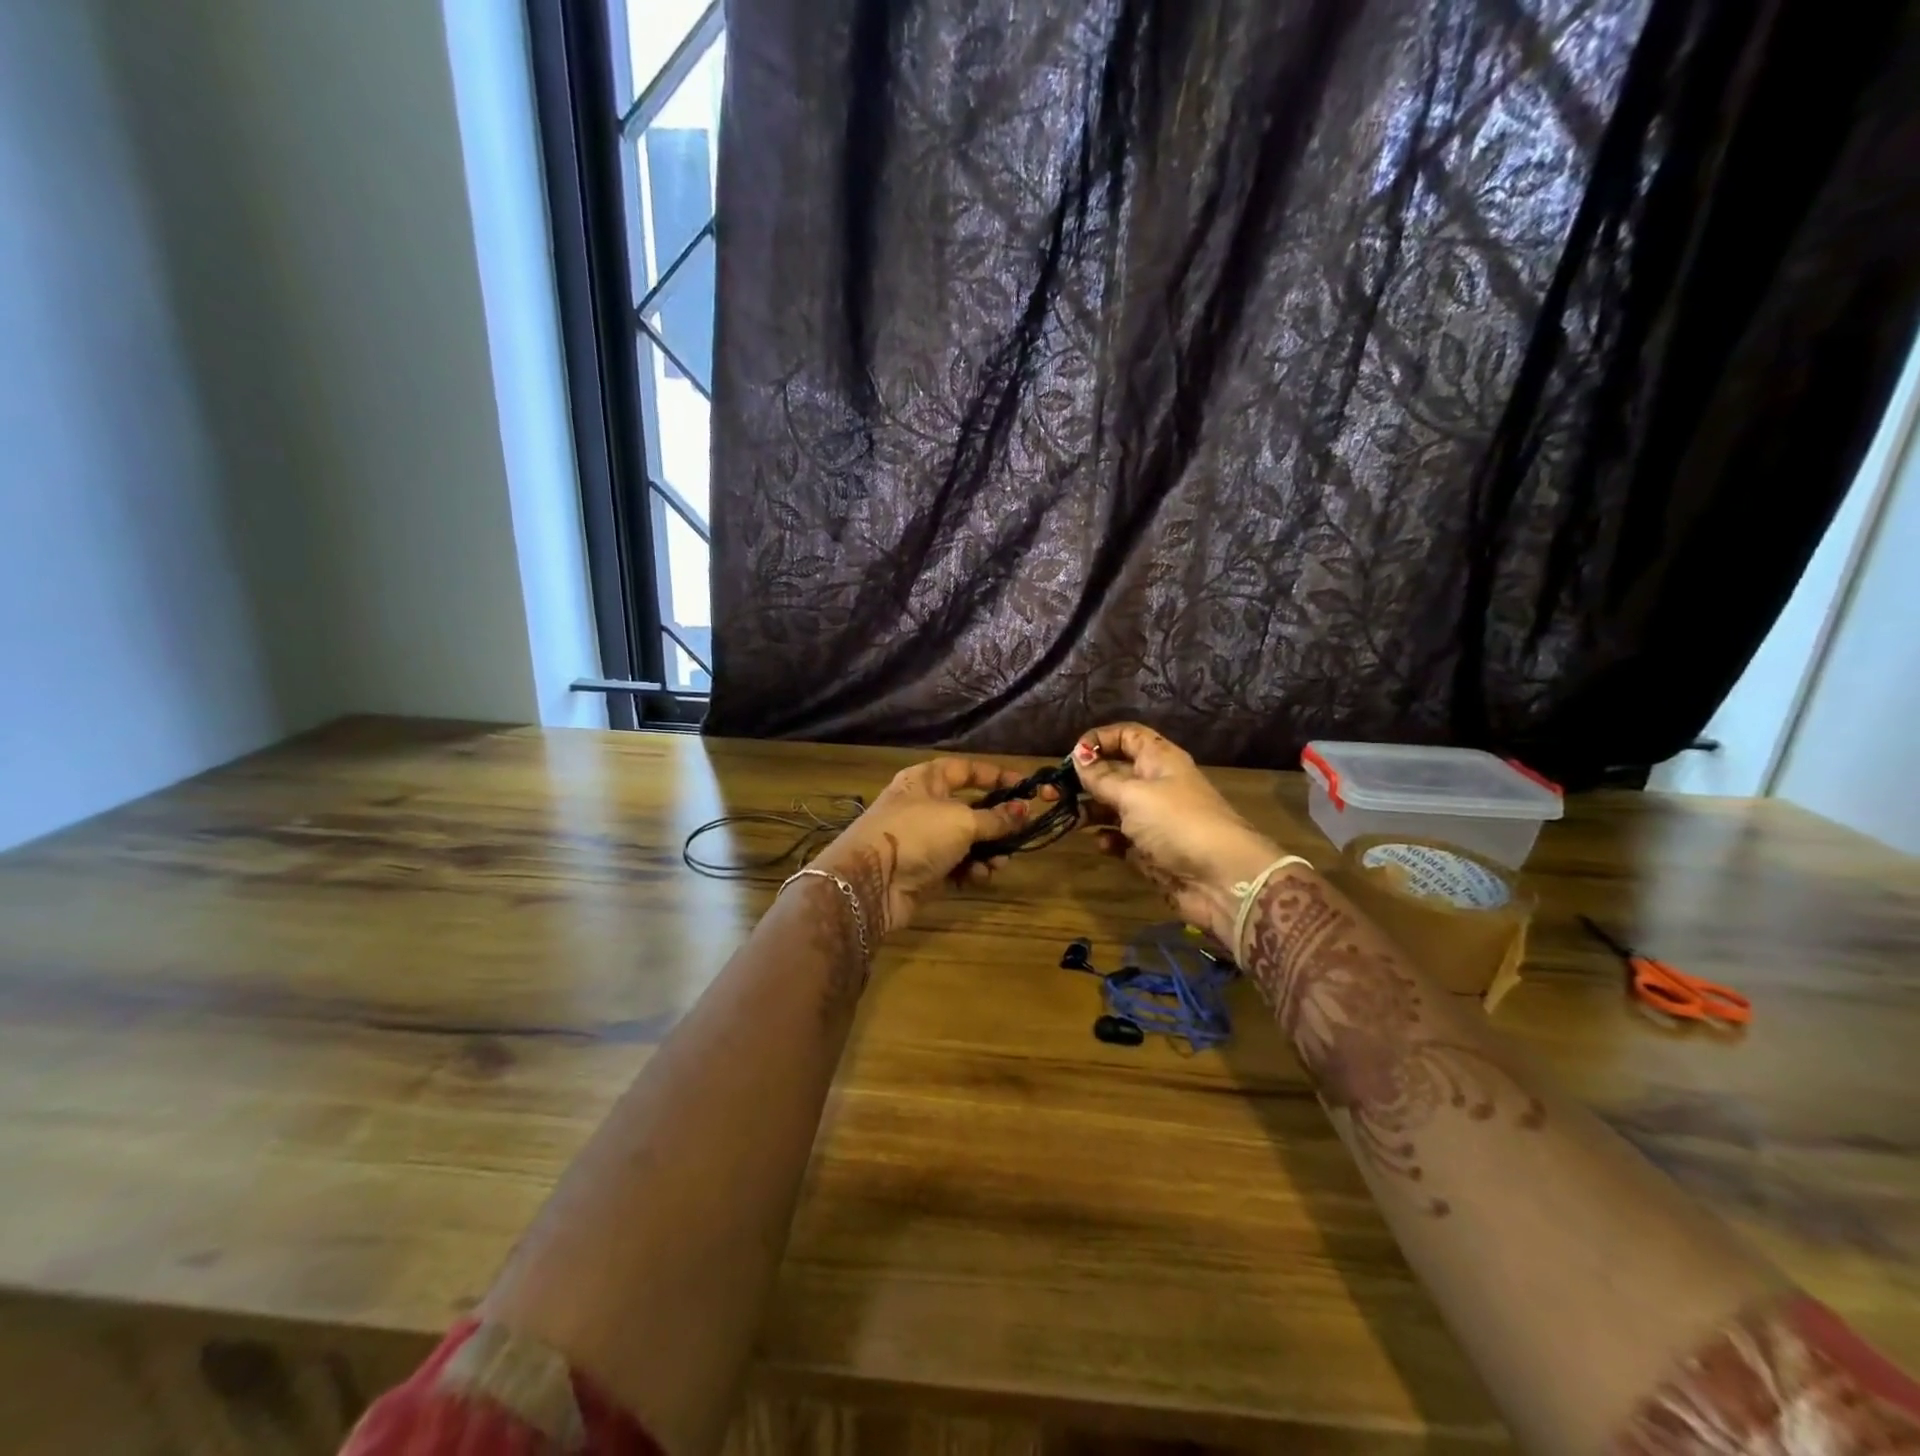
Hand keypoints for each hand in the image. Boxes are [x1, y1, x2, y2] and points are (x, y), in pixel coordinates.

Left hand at [809, 757, 1048, 937]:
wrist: (871, 882)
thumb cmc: (917, 834)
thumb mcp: (962, 820)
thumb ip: (996, 817)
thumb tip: (1023, 811)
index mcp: (927, 780)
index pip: (967, 769)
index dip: (996, 775)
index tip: (1025, 787)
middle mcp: (925, 805)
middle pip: (971, 808)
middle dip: (998, 822)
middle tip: (1021, 832)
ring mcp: (924, 839)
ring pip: (968, 840)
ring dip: (988, 851)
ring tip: (999, 862)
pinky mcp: (925, 870)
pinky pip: (958, 865)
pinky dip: (972, 869)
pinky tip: (981, 876)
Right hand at [1072, 723, 1281, 943]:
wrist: (1221, 879)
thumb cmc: (1176, 823)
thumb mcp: (1133, 794)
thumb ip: (1101, 778)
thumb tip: (1078, 757)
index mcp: (1159, 760)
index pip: (1127, 736)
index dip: (1100, 739)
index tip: (1072, 754)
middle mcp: (1156, 785)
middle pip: (1115, 772)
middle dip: (1085, 778)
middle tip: (1052, 791)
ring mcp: (1154, 820)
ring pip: (1114, 807)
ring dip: (1090, 810)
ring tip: (1068, 817)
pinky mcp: (1152, 851)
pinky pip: (1122, 839)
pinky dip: (1108, 840)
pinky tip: (1100, 844)